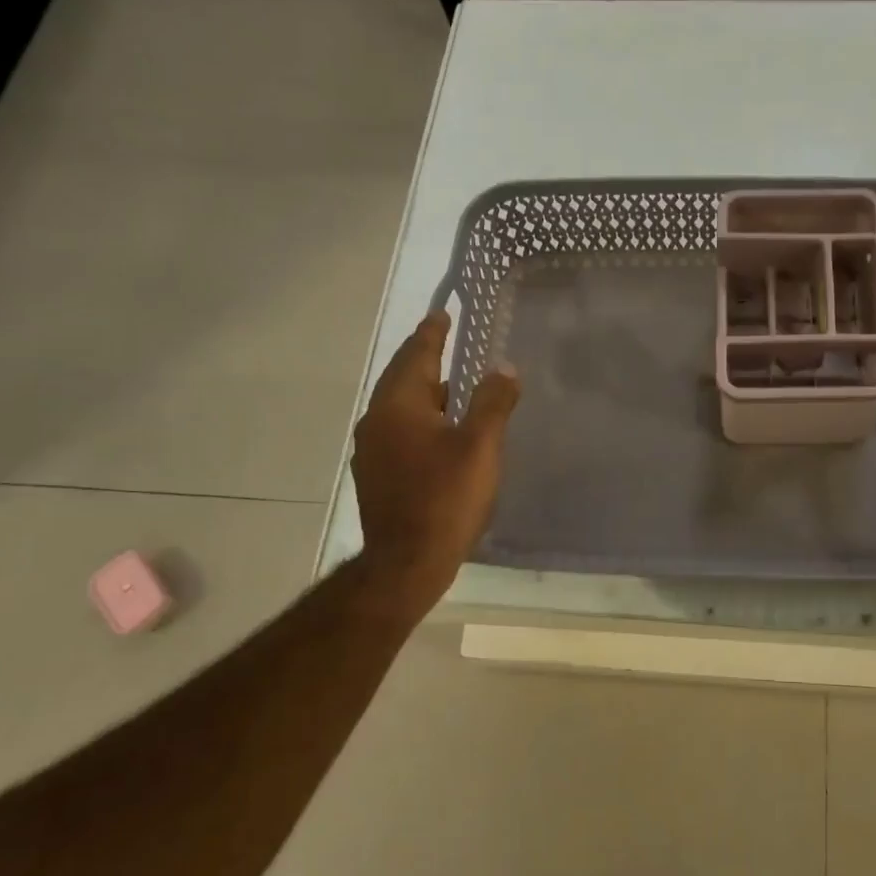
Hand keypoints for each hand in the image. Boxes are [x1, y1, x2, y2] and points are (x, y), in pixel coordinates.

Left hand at [352, 311, 519, 619]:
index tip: (442, 313)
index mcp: (399, 405)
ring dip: (424, 390)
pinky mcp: (377, 475)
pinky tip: (440, 430)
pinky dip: (419, 418)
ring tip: (450, 383)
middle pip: (403, 378)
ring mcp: (373, 450)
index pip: (416, 355)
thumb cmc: (445, 498)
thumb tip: (503, 367)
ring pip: (400, 406)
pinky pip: (399, 431)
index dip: (432, 333)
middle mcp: (377, 421)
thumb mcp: (479, 446)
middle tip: (446, 340)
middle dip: (425, 358)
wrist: (406, 562)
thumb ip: (492, 402)